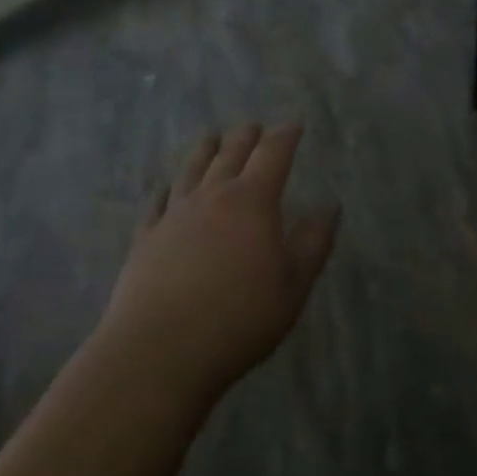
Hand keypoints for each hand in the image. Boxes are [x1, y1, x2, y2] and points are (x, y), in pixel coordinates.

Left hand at [102, 123, 337, 403]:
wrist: (160, 350)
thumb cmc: (239, 319)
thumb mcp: (293, 286)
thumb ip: (314, 243)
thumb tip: (330, 206)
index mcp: (252, 202)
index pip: (272, 155)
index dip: (285, 136)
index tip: (293, 124)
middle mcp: (212, 197)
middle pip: (231, 154)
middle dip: (246, 137)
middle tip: (254, 127)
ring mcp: (174, 215)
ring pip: (192, 170)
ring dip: (205, 150)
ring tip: (212, 137)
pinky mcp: (146, 237)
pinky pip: (157, 202)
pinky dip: (165, 189)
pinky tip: (165, 187)